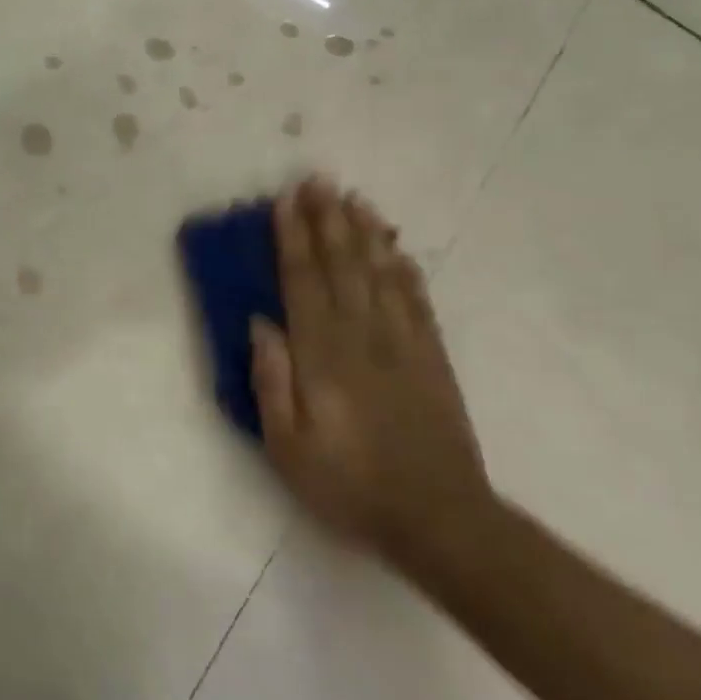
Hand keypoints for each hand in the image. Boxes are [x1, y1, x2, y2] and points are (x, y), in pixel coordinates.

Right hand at [250, 175, 491, 565]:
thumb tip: (261, 322)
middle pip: (342, 266)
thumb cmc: (348, 484)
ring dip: (364, 233)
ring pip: (380, 274)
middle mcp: (363, 337)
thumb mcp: (287, 445)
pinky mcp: (432, 358)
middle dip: (326, 220)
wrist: (439, 519)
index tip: (284, 201)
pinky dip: (404, 268)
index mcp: (323, 356)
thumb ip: (272, 380)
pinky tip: (395, 247)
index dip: (292, 238)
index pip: (303, 282)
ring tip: (353, 198)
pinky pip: (416, 301)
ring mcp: (403, 344)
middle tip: (317, 180)